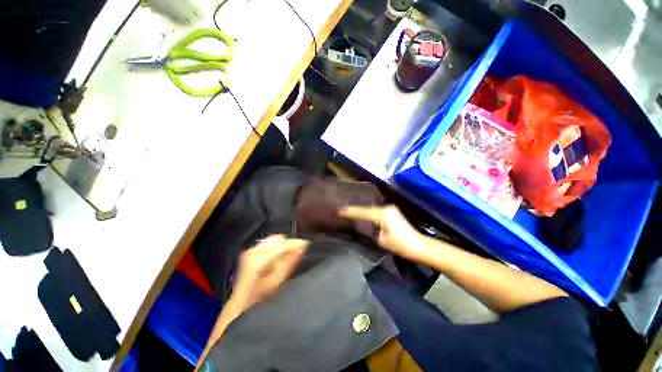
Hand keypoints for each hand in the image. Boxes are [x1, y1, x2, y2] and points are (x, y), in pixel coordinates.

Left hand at [231, 235, 307, 310]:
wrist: (240, 304)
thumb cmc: (260, 297)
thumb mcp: (277, 281)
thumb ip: (290, 262)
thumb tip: (303, 247)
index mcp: (259, 259)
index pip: (282, 244)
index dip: (296, 243)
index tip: (307, 245)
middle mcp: (253, 251)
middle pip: (278, 238)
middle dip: (289, 243)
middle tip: (298, 251)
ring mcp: (250, 250)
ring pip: (273, 239)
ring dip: (283, 245)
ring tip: (289, 255)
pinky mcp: (250, 251)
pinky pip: (268, 243)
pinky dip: (276, 247)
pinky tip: (279, 257)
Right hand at [340, 205, 424, 259]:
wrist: (418, 245)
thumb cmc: (400, 244)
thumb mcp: (381, 239)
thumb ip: (371, 230)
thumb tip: (364, 225)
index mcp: (383, 213)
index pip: (363, 212)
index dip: (351, 212)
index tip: (340, 211)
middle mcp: (386, 207)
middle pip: (367, 208)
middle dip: (355, 210)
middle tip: (343, 210)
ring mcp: (390, 208)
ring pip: (371, 209)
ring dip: (362, 211)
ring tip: (350, 211)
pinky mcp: (392, 211)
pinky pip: (376, 210)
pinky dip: (369, 212)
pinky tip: (362, 213)